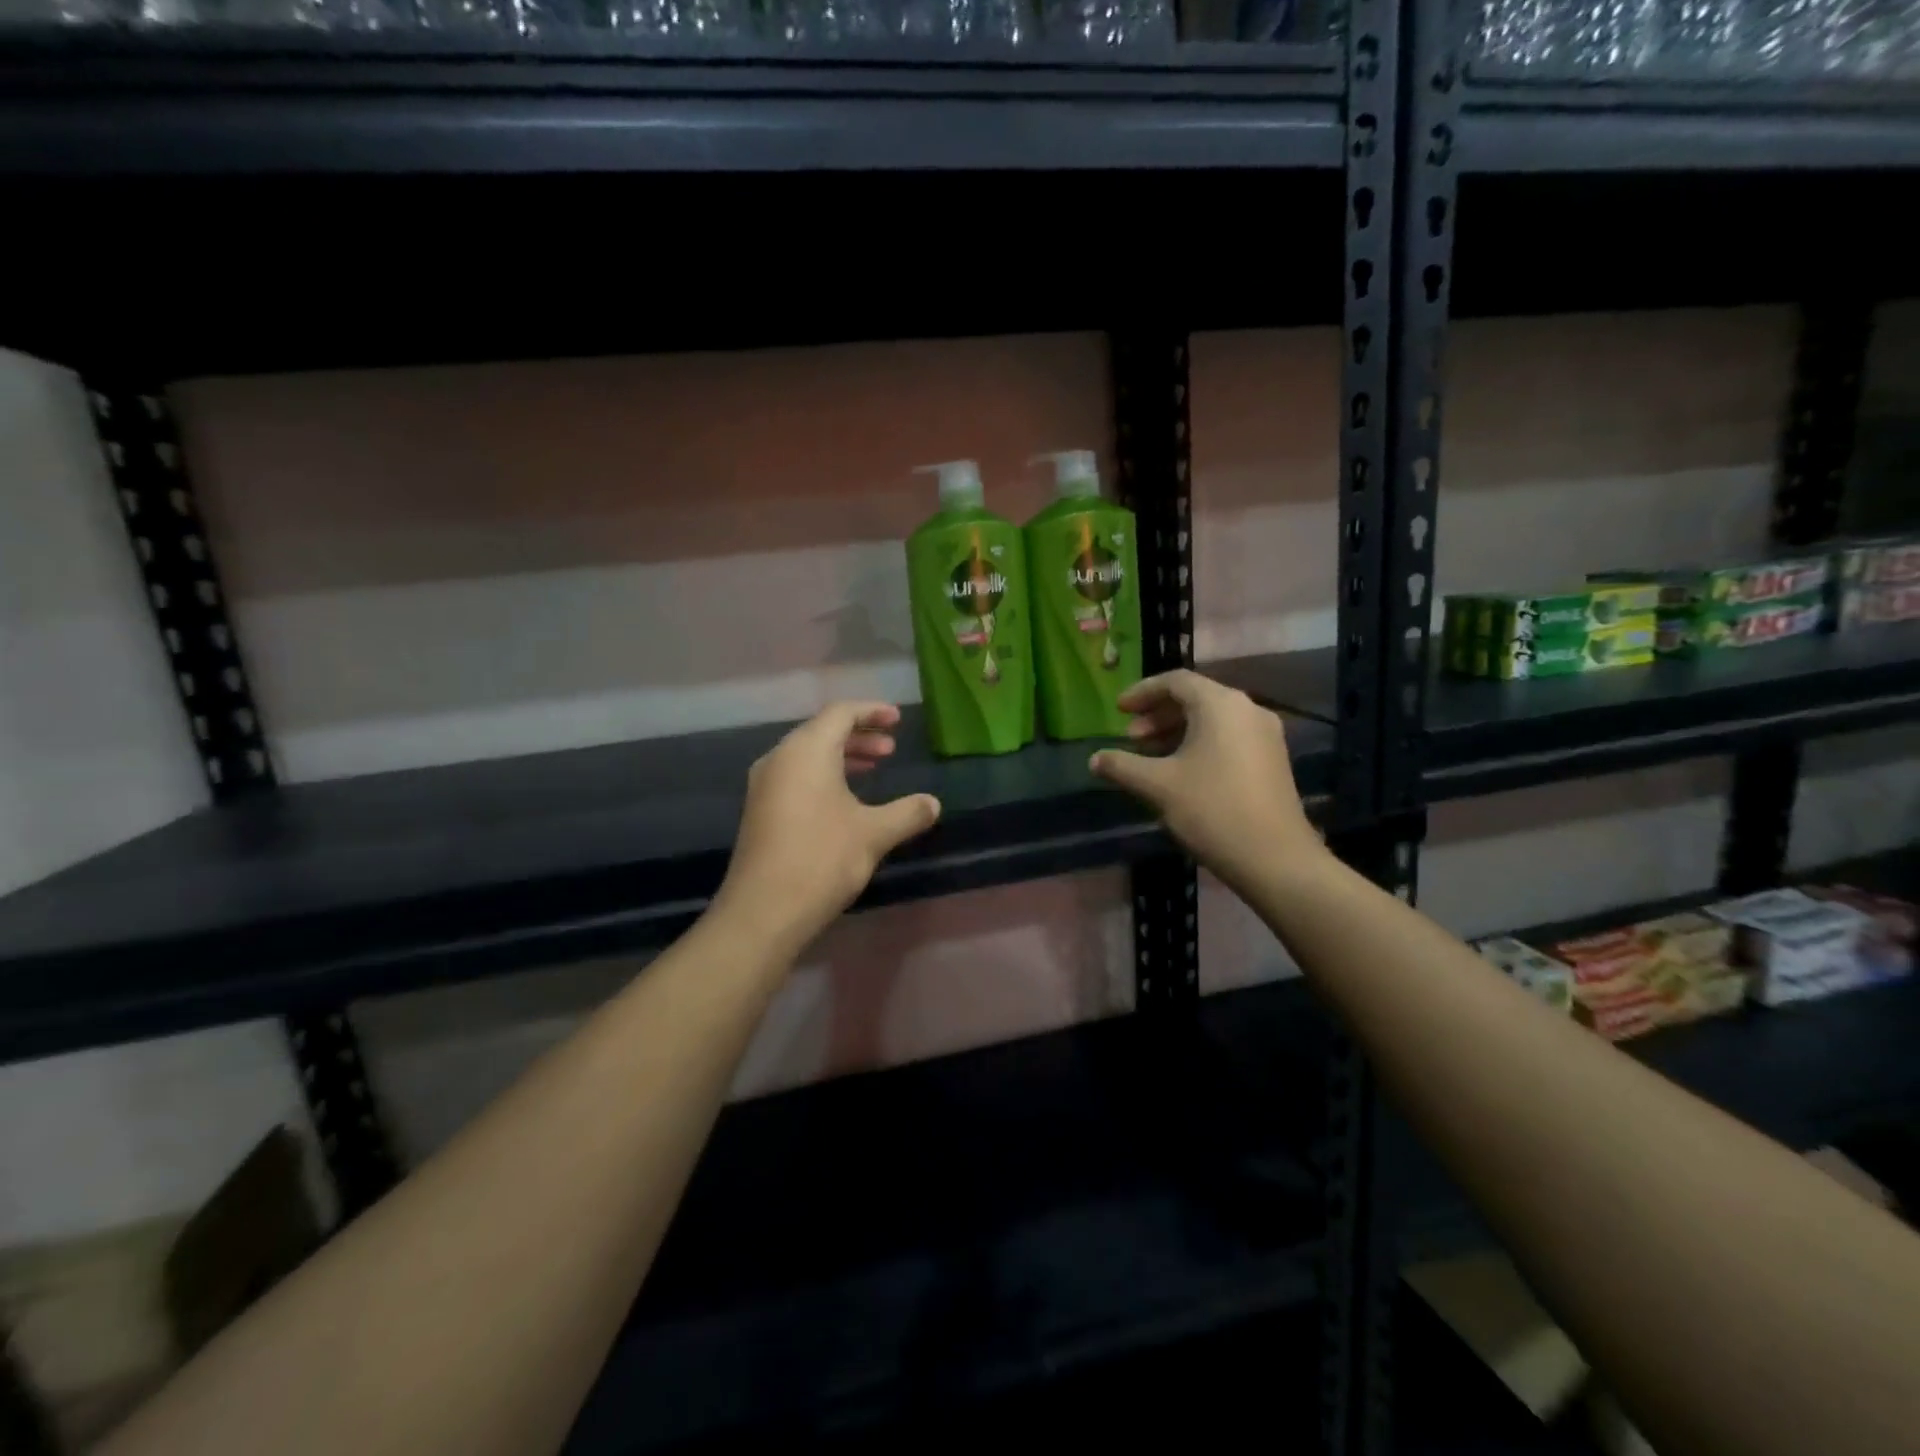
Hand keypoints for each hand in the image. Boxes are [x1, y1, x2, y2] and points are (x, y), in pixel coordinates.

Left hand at [715, 702, 941, 958]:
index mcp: (806, 750)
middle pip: (822, 731)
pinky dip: (824, 776)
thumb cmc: (822, 859)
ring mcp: (765, 785)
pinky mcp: (760, 810)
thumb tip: (934, 803)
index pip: (841, 713)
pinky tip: (845, 801)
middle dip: (859, 736)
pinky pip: (796, 776)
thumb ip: (907, 813)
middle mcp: (780, 758)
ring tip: (873, 770)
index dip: (872, 711)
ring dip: (842, 757)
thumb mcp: (873, 834)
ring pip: (808, 755)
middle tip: (890, 750)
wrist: (764, 910)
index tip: (898, 720)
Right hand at [1090, 670, 1321, 895]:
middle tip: (1131, 738)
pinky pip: (1229, 737)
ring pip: (1212, 719)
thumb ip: (1122, 766)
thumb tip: (1095, 759)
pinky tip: (1181, 772)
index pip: (1176, 681)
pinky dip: (1200, 744)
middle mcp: (1247, 709)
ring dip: (1177, 731)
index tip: (1118, 710)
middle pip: (1195, 698)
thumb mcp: (1158, 786)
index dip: (1142, 692)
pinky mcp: (1272, 759)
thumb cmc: (1212, 810)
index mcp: (1220, 704)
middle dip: (1158, 715)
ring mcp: (1265, 735)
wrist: (1275, 858)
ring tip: (1150, 758)